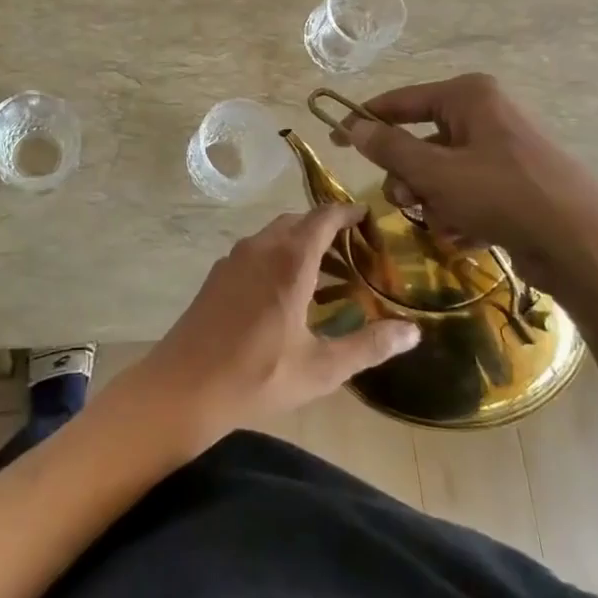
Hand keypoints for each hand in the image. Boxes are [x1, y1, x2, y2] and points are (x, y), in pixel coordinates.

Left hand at [128, 205, 419, 442]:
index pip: (322, 218)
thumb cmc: (257, 377)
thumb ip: (369, 346)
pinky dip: (277, 254)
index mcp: (288, 262)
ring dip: (299, 241)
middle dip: (325, 227)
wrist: (184, 386)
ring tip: (325, 270)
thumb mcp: (321, 368)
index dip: (345, 211)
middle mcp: (259, 249)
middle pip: (297, 221)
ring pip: (273, 234)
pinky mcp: (217, 274)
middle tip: (353, 248)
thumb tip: (414, 331)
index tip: (367, 214)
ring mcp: (233, 259)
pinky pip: (255, 250)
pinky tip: (285, 289)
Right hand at [331, 73, 597, 301]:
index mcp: (468, 96)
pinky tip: (465, 234)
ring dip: (431, 199)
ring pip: (440, 171)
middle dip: (408, 176)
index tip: (333, 140)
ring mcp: (502, 149)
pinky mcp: (514, 182)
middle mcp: (485, 114)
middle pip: (419, 140)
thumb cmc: (503, 196)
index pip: (400, 101)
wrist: (583, 246)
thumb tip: (353, 126)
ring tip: (442, 223)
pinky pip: (466, 190)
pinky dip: (457, 212)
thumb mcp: (435, 171)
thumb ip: (389, 147)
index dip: (364, 120)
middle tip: (407, 202)